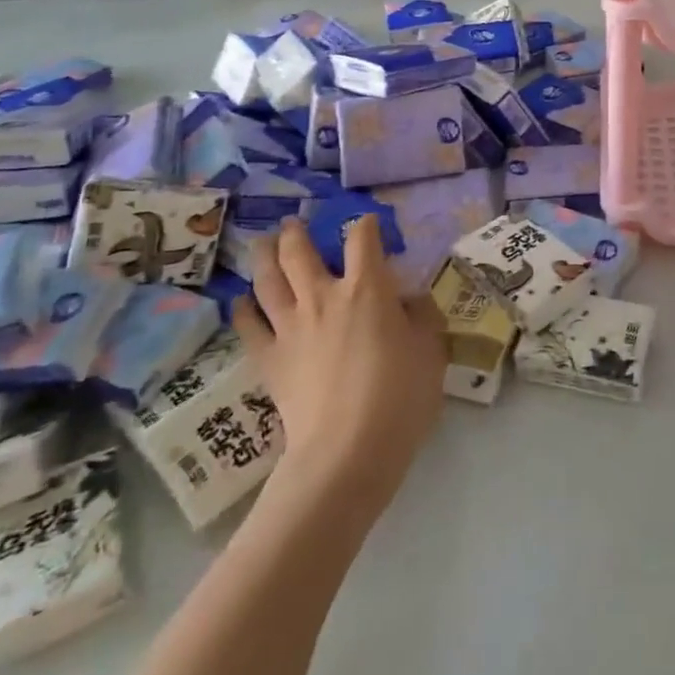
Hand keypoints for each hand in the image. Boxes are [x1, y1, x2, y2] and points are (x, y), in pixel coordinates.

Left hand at [233, 215, 445, 506]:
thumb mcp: (430, 349)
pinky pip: (248, 324)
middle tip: (293, 224)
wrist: (348, 450)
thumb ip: (421, 317)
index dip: (365, 224)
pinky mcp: (269, 358)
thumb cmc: (400, 395)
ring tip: (262, 244)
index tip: (367, 224)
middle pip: (299, 251)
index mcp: (367, 287)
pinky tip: (243, 300)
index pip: (362, 238)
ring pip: (267, 279)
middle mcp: (323, 295)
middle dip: (296, 232)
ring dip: (263, 256)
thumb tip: (409, 301)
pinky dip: (244, 307)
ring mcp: (290, 326)